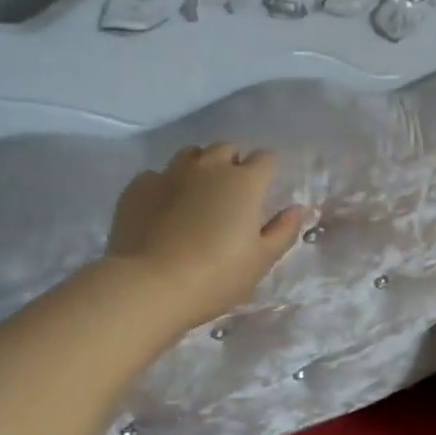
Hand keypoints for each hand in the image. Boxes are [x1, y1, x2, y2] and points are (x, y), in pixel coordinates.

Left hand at [104, 143, 305, 332]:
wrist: (149, 285)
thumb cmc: (216, 276)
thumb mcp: (260, 261)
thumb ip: (283, 231)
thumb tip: (297, 209)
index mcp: (244, 182)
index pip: (265, 158)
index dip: (266, 171)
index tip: (264, 189)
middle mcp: (208, 167)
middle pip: (226, 148)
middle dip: (232, 163)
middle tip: (230, 193)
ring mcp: (169, 173)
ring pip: (190, 155)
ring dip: (199, 167)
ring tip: (196, 195)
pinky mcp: (138, 186)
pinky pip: (156, 176)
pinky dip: (164, 186)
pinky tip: (162, 210)